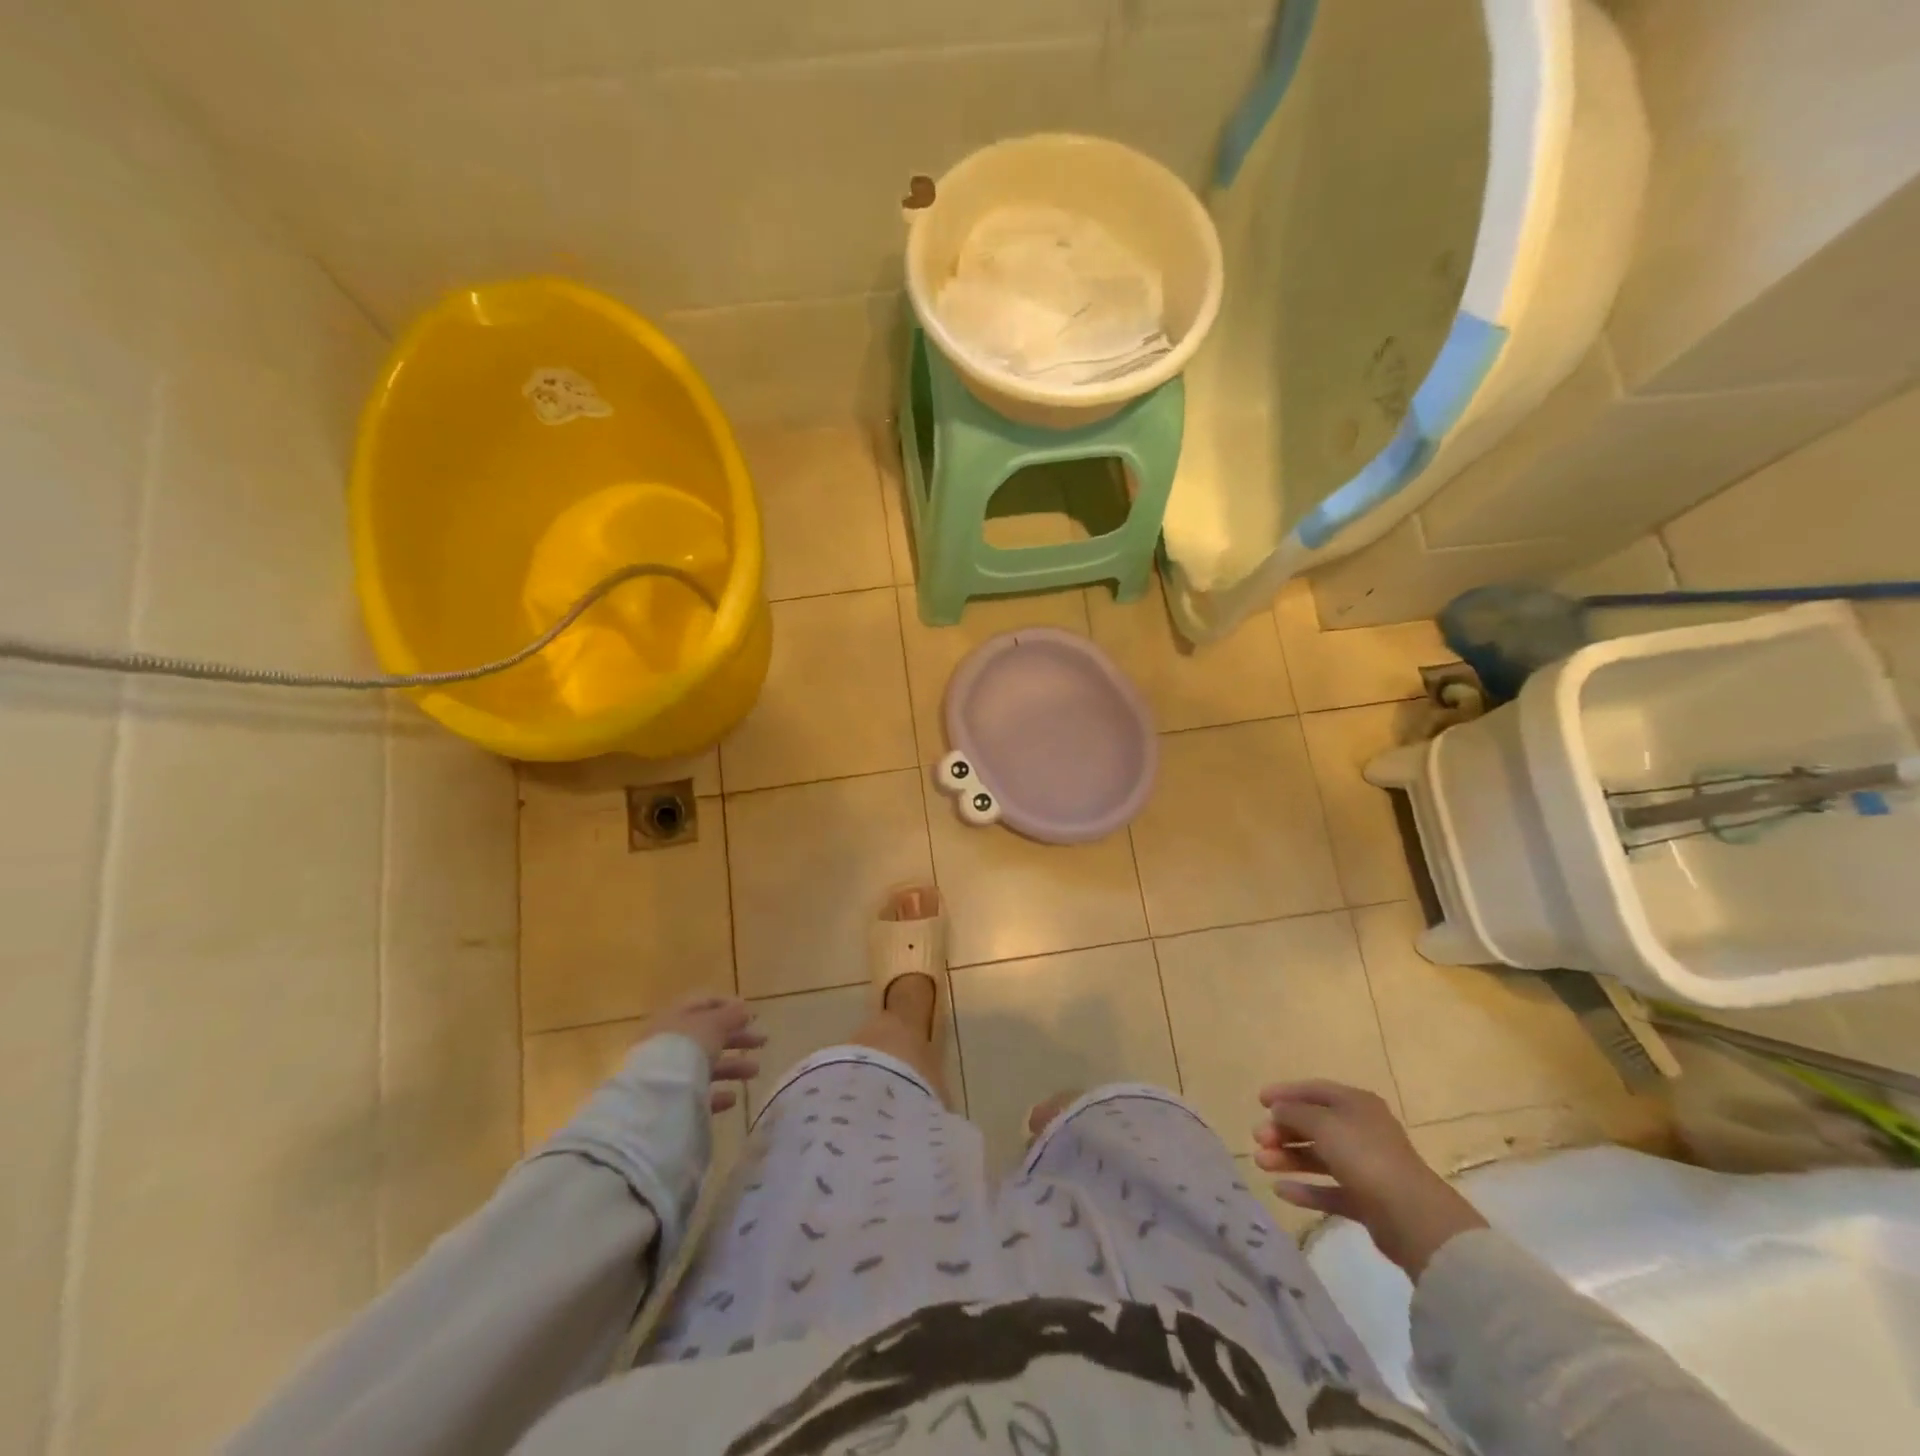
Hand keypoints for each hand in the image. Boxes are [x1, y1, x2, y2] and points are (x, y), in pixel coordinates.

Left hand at [644, 995, 765, 1114]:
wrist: (655, 1097)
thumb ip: (730, 1015)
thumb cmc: (685, 1048)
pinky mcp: (670, 1101)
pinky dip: (717, 1094)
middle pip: (708, 1036)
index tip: (751, 1014)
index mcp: (676, 1017)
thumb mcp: (713, 1024)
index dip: (727, 1006)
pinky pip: (697, 1094)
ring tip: (755, 1071)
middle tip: (762, 1041)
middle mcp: (670, 1042)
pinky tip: (732, 1098)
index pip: (702, 1004)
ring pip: (705, 1065)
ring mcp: (668, 1073)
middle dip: (737, 1038)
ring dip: (732, 1066)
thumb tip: (744, 1008)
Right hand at [1253, 1080, 1487, 1277]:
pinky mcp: (1366, 1200)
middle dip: (1283, 1130)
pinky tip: (1281, 1191)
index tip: (1259, 1100)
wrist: (1412, 1217)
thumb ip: (1295, 1112)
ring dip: (1288, 1158)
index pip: (1315, 1090)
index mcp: (1356, 1104)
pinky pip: (1329, 1189)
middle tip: (1258, 1138)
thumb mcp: (1322, 1124)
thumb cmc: (1364, 1156)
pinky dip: (1306, 1189)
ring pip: (1318, 1157)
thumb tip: (1278, 1109)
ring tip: (1261, 1164)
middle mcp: (1361, 1130)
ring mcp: (1365, 1166)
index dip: (1286, 1093)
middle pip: (1314, 1124)